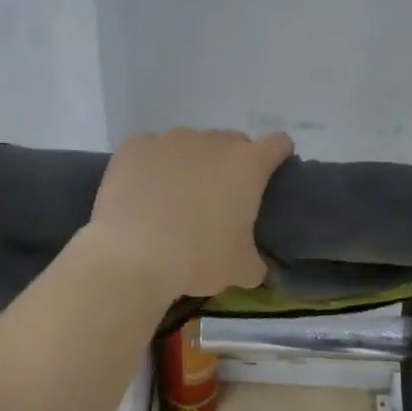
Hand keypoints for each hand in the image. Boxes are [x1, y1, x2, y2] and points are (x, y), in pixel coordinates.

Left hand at [84, 128, 293, 297]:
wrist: (133, 257)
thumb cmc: (198, 259)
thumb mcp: (241, 270)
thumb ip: (257, 262)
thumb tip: (258, 266)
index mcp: (247, 165)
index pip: (278, 144)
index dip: (279, 155)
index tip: (272, 173)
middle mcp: (212, 142)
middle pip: (232, 142)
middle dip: (230, 163)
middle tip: (219, 198)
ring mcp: (171, 140)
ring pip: (190, 144)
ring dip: (190, 163)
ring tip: (175, 197)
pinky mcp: (135, 146)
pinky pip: (151, 149)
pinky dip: (152, 165)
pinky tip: (142, 192)